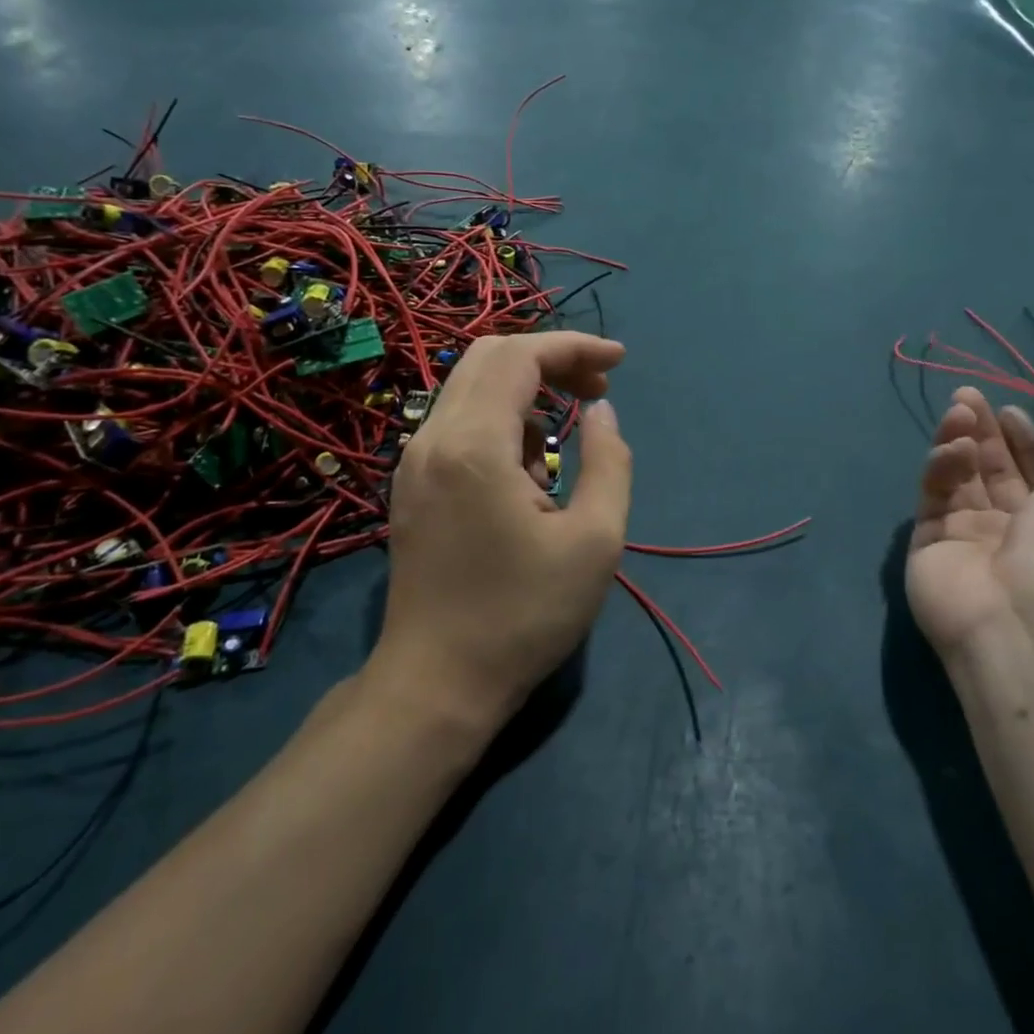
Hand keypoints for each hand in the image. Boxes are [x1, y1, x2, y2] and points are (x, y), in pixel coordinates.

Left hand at [382, 333, 632, 728]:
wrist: (437, 685)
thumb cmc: (524, 615)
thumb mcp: (595, 540)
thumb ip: (609, 462)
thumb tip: (601, 412)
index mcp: (474, 446)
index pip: (520, 357)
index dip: (574, 347)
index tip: (620, 363)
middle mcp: (433, 439)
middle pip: (490, 358)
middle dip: (551, 358)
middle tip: (599, 387)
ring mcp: (414, 461)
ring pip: (471, 386)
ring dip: (527, 387)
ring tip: (572, 425)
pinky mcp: (412, 484)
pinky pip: (460, 421)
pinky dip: (503, 416)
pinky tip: (531, 464)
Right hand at [907, 387, 1033, 665]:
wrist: (1026, 622)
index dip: (1025, 439)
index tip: (1011, 410)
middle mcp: (1014, 529)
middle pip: (993, 469)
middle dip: (983, 430)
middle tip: (968, 395)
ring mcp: (968, 537)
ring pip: (960, 477)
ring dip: (959, 439)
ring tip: (959, 410)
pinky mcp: (929, 543)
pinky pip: (935, 496)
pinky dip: (942, 468)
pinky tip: (952, 450)